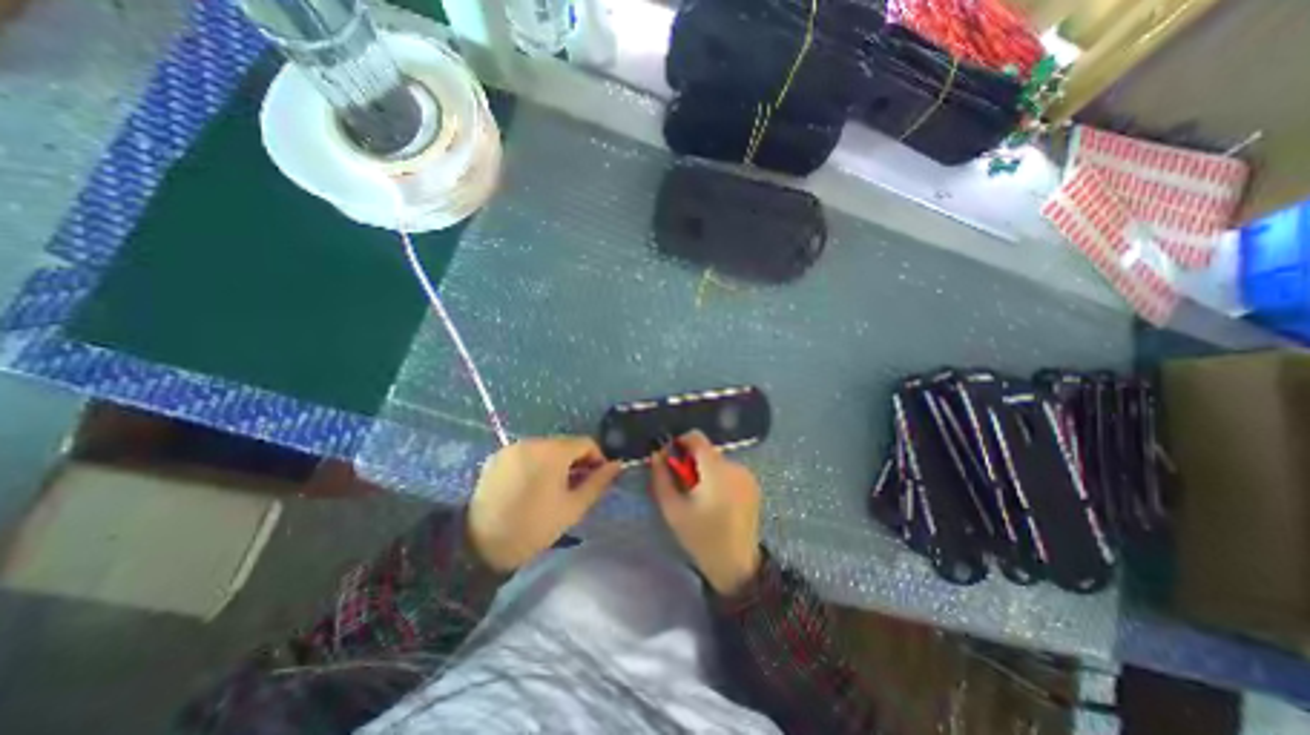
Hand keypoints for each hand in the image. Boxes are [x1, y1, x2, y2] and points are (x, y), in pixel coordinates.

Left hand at [469, 435, 618, 573]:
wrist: (480, 546)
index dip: (597, 458)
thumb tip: (617, 465)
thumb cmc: (534, 527)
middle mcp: (532, 441)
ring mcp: (512, 447)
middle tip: (577, 487)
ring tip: (554, 488)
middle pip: (565, 444)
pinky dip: (536, 463)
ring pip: (546, 448)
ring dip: (557, 463)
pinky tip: (533, 486)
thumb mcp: (573, 508)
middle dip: (577, 461)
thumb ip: (598, 483)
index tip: (597, 479)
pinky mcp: (498, 457)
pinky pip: (527, 453)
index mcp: (553, 451)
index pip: (586, 443)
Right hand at [650, 432, 762, 595]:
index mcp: (716, 470)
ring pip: (717, 460)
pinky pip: (729, 470)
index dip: (680, 442)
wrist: (737, 566)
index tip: (670, 459)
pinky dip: (718, 477)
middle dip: (690, 461)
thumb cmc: (701, 538)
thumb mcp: (673, 510)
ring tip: (698, 495)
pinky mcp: (753, 485)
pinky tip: (714, 500)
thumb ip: (661, 478)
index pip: (697, 437)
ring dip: (704, 470)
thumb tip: (656, 454)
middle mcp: (735, 466)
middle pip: (706, 450)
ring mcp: (747, 475)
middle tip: (682, 484)